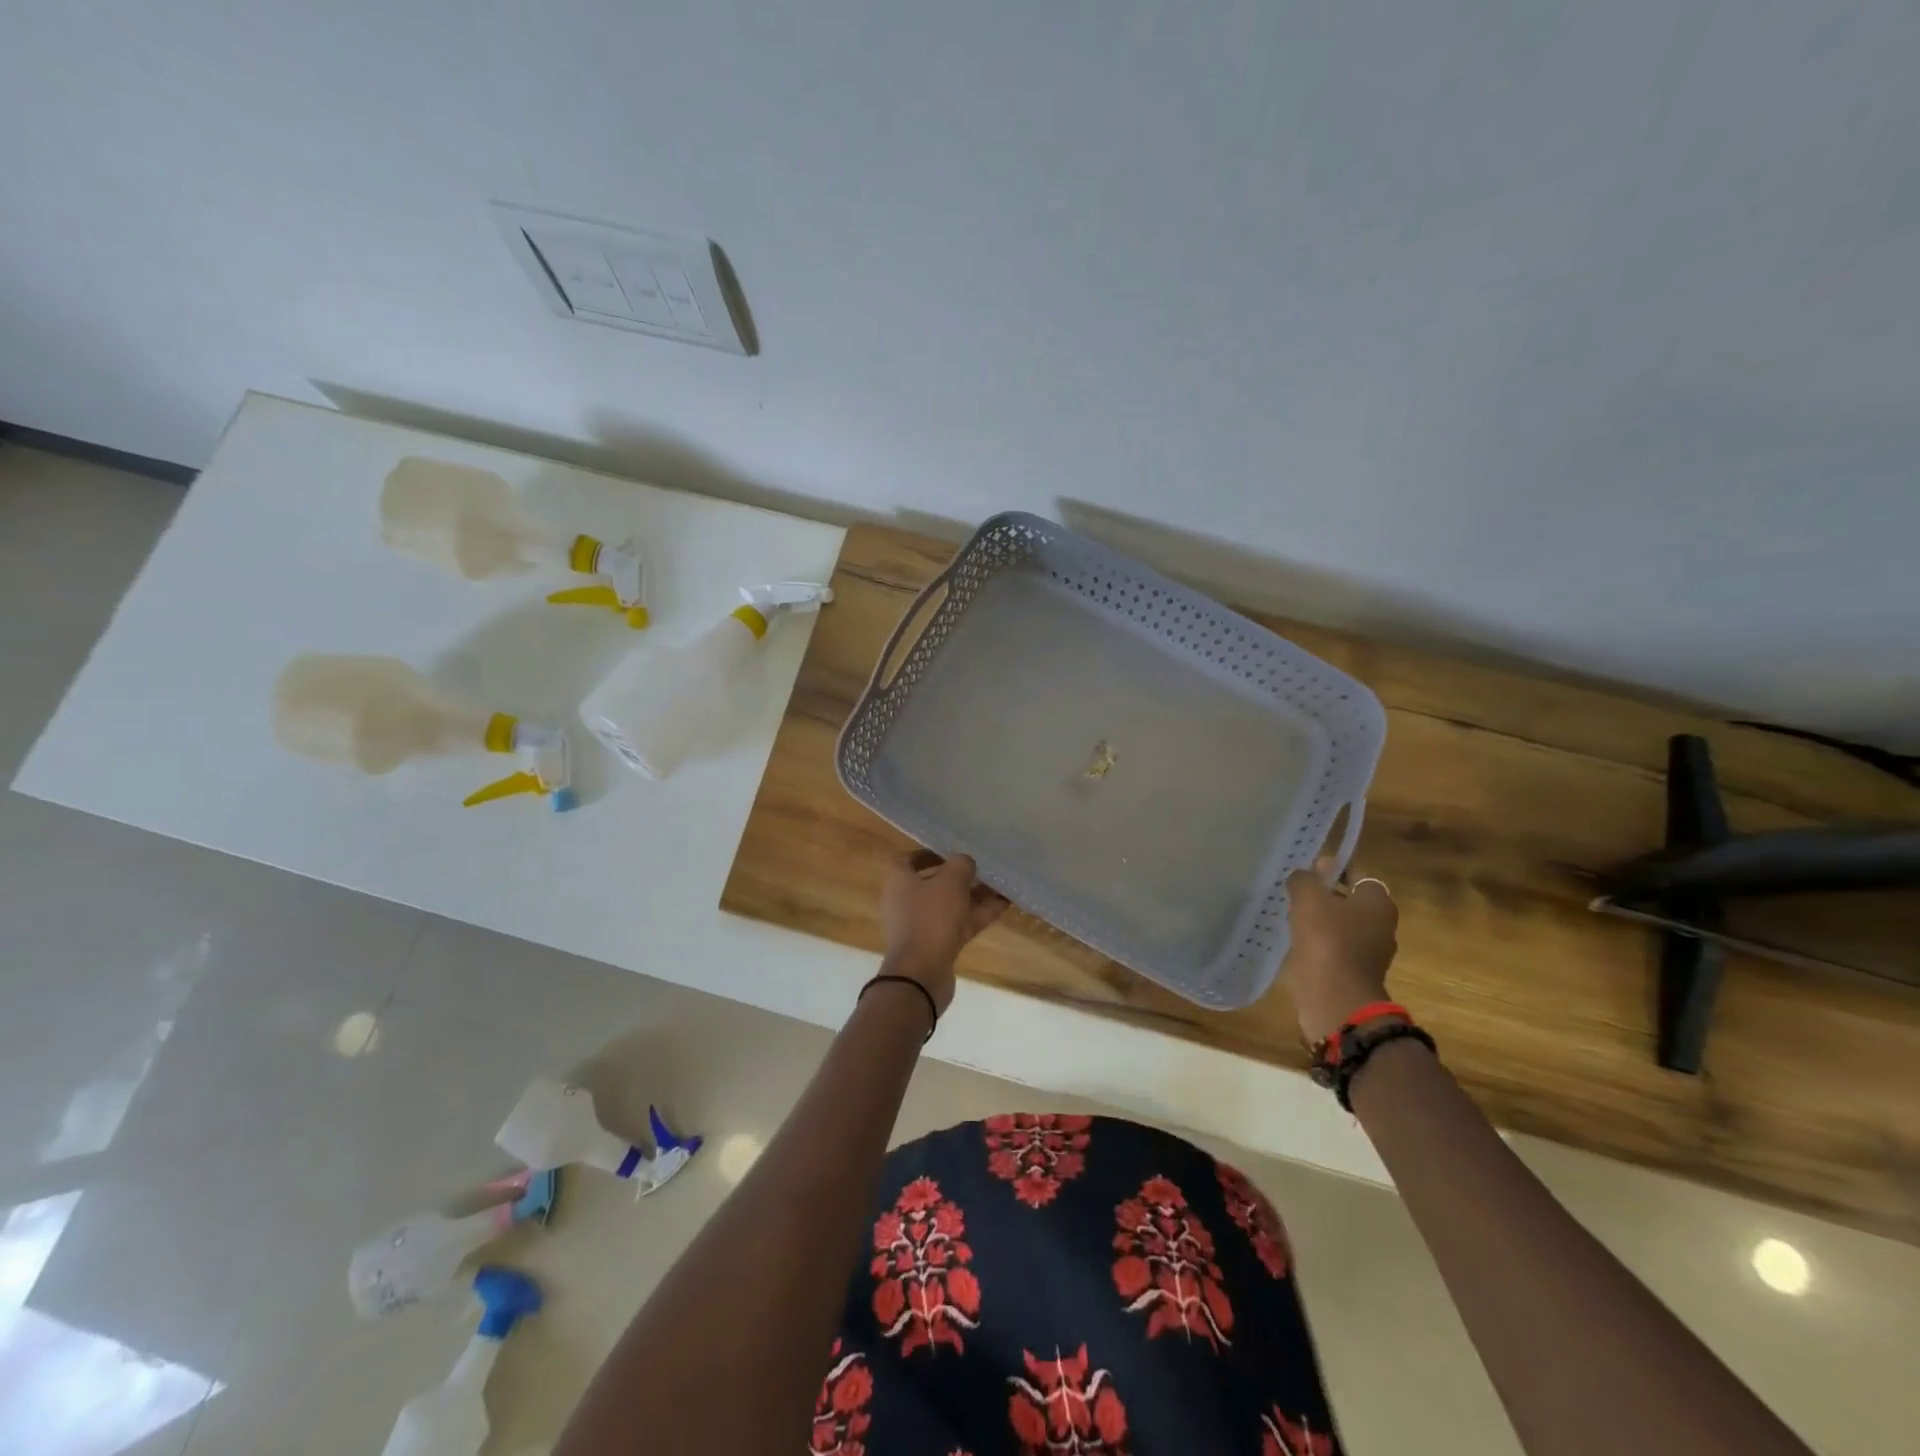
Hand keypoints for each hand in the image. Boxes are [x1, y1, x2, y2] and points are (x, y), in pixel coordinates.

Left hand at [880, 849, 1007, 1013]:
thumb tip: (965, 863)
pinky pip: (958, 923)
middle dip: (960, 876)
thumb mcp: (950, 882)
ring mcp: (921, 925)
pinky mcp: (936, 945)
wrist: (921, 975)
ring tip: (1002, 885)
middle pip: (934, 882)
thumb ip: (961, 865)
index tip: (951, 851)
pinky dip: (978, 914)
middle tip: (983, 868)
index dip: (929, 852)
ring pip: (950, 904)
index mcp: (899, 881)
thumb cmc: (930, 918)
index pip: (908, 859)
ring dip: (974, 895)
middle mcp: (905, 901)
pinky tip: (1003, 905)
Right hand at [1281, 861, 1399, 1044]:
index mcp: (1378, 903)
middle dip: (1324, 895)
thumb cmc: (1327, 938)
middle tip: (1296, 892)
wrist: (1334, 995)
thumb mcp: (1309, 897)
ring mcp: (1368, 952)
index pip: (1358, 875)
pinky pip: (1333, 948)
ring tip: (1291, 915)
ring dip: (1319, 920)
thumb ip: (1305, 879)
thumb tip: (1304, 875)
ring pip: (1340, 926)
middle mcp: (1380, 926)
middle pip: (1349, 900)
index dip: (1334, 869)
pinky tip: (1296, 939)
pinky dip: (1317, 942)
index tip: (1309, 870)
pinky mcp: (1352, 972)